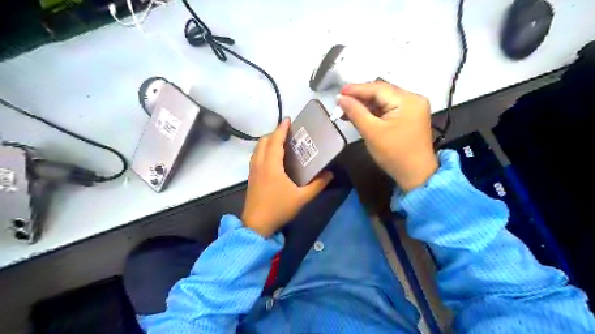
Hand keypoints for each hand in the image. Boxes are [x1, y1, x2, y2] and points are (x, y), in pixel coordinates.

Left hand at [242, 117, 333, 237]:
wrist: (257, 225)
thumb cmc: (279, 209)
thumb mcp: (302, 198)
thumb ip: (317, 185)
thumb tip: (330, 174)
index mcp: (271, 165)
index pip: (275, 140)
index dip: (281, 128)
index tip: (288, 120)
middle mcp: (260, 164)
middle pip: (264, 141)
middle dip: (274, 133)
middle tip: (288, 133)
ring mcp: (253, 170)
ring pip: (257, 148)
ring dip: (268, 141)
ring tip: (280, 143)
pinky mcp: (251, 177)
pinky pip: (255, 156)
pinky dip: (263, 150)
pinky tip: (272, 158)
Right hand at [339, 80, 435, 192]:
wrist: (416, 175)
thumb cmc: (394, 154)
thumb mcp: (372, 132)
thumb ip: (355, 112)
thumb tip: (340, 98)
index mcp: (408, 100)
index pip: (378, 88)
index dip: (356, 89)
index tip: (338, 92)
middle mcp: (413, 98)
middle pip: (382, 92)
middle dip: (360, 97)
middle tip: (341, 102)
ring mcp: (413, 107)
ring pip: (384, 100)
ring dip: (366, 105)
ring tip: (347, 110)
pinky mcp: (410, 116)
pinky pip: (389, 108)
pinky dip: (374, 111)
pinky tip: (361, 115)